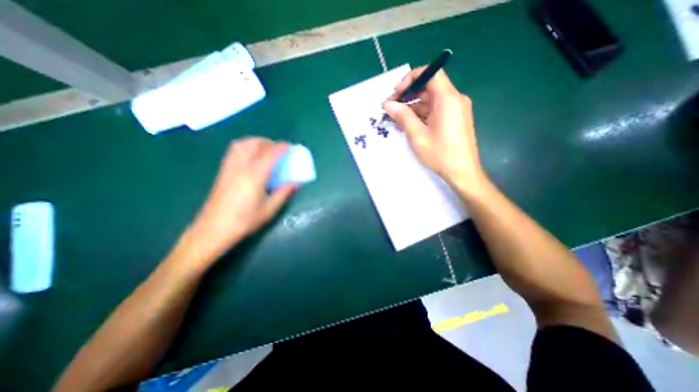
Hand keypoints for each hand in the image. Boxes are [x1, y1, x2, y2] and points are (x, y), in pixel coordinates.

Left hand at [176, 137, 295, 269]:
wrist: (213, 229)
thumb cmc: (244, 221)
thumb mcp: (269, 209)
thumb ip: (283, 193)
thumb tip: (296, 183)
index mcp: (255, 176)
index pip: (270, 154)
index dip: (281, 147)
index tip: (290, 146)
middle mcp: (240, 167)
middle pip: (254, 144)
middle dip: (268, 142)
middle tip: (279, 150)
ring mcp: (229, 168)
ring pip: (241, 144)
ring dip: (255, 142)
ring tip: (265, 151)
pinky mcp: (222, 171)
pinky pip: (234, 151)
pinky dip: (245, 147)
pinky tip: (251, 158)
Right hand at [381, 68, 487, 192]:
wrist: (462, 172)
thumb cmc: (440, 154)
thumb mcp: (417, 135)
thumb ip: (402, 116)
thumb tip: (388, 104)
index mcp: (448, 99)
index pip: (431, 73)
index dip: (411, 79)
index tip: (397, 93)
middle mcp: (454, 99)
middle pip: (428, 88)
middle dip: (408, 96)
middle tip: (390, 108)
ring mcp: (455, 110)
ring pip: (430, 101)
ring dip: (412, 108)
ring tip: (395, 120)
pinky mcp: (453, 119)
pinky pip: (435, 111)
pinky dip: (421, 115)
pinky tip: (407, 125)